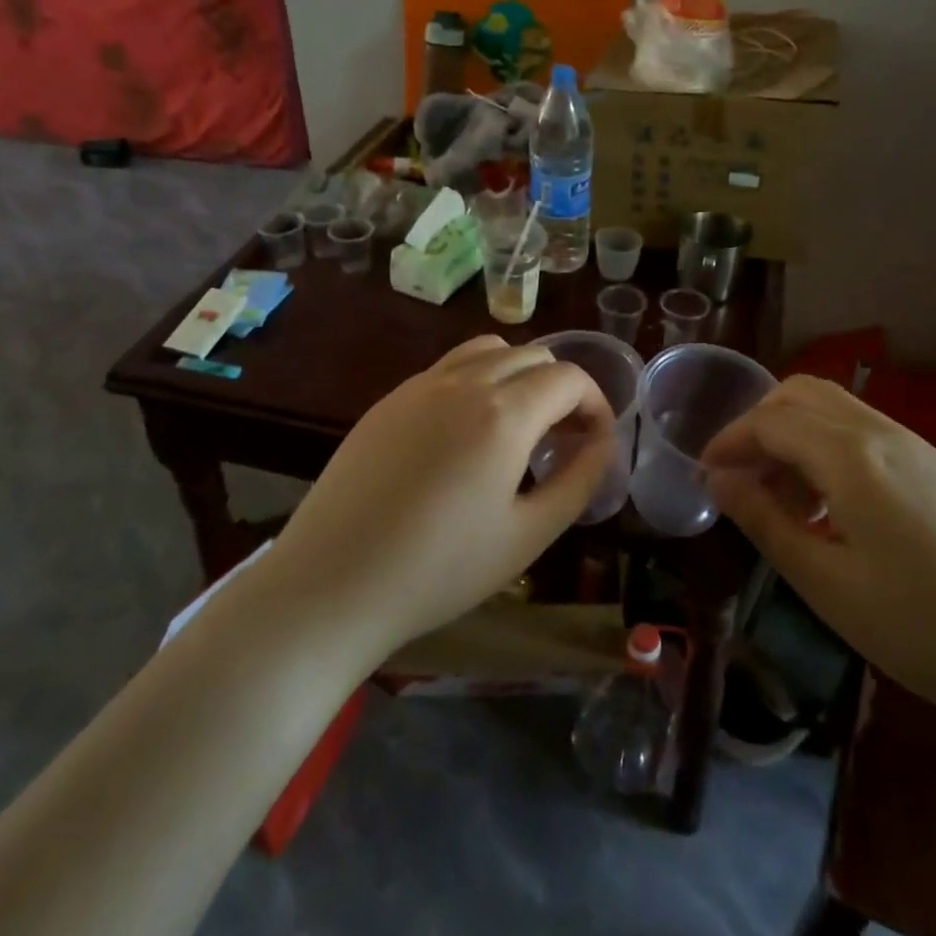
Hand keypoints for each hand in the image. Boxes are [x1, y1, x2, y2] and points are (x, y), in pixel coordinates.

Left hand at [264, 335, 615, 661]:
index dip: (596, 403)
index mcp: (503, 413)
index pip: (569, 377)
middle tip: (564, 438)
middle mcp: (463, 381)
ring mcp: (420, 385)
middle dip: (562, 388)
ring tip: (519, 425)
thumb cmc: (439, 570)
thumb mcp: (528, 535)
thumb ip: (578, 481)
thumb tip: (604, 445)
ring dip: (519, 375)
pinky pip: (448, 368)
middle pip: (533, 355)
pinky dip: (477, 381)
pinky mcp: (389, 400)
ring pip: (488, 351)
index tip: (596, 443)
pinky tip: (466, 434)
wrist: (331, 584)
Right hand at [700, 376, 935, 735]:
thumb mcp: (827, 584)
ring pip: (835, 408)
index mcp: (852, 457)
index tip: (704, 473)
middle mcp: (883, 432)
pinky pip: (865, 431)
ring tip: (782, 497)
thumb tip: (719, 480)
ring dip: (794, 433)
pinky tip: (832, 505)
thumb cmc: (923, 630)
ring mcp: (918, 445)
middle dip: (759, 424)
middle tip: (740, 475)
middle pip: (801, 394)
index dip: (729, 440)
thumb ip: (765, 521)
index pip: (770, 421)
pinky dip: (828, 446)